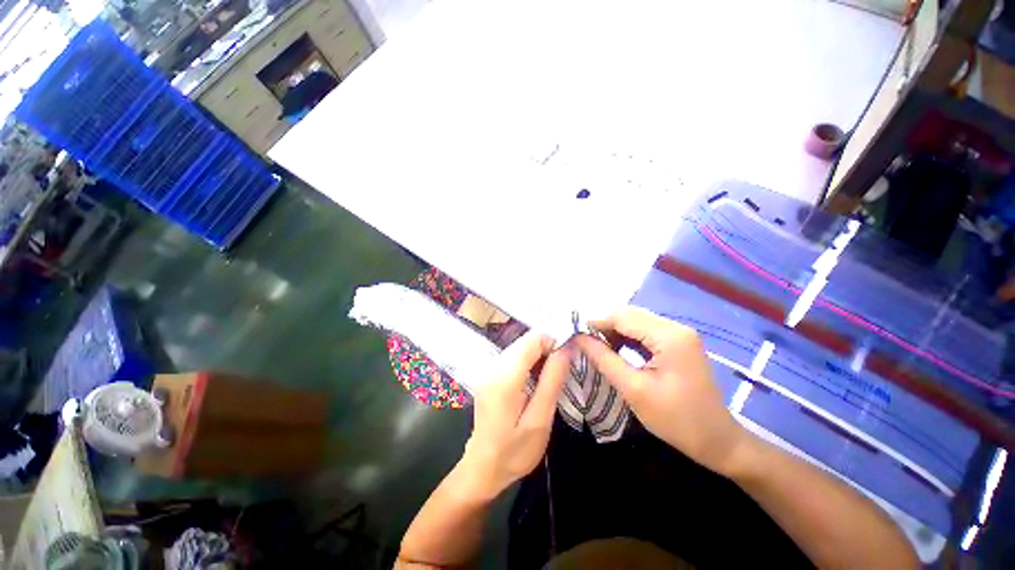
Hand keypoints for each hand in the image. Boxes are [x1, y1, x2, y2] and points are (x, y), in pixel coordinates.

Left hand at [457, 331, 568, 500]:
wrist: (482, 467)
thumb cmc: (514, 451)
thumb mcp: (540, 419)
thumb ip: (552, 380)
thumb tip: (567, 348)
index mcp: (504, 377)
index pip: (532, 339)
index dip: (553, 343)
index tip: (565, 362)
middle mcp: (492, 365)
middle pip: (525, 341)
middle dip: (546, 350)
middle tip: (558, 375)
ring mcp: (488, 368)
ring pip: (520, 347)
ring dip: (538, 357)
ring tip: (547, 381)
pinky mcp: (488, 373)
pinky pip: (513, 356)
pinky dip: (528, 363)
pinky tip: (533, 383)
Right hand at [574, 306, 751, 476]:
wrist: (718, 441)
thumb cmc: (676, 420)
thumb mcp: (633, 389)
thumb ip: (604, 359)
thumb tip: (579, 338)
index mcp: (669, 336)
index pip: (623, 317)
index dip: (596, 323)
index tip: (575, 334)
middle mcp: (676, 328)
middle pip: (630, 316)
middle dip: (605, 327)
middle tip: (585, 343)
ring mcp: (679, 335)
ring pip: (637, 323)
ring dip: (615, 332)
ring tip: (597, 348)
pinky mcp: (679, 344)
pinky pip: (646, 333)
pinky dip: (628, 339)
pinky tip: (617, 351)